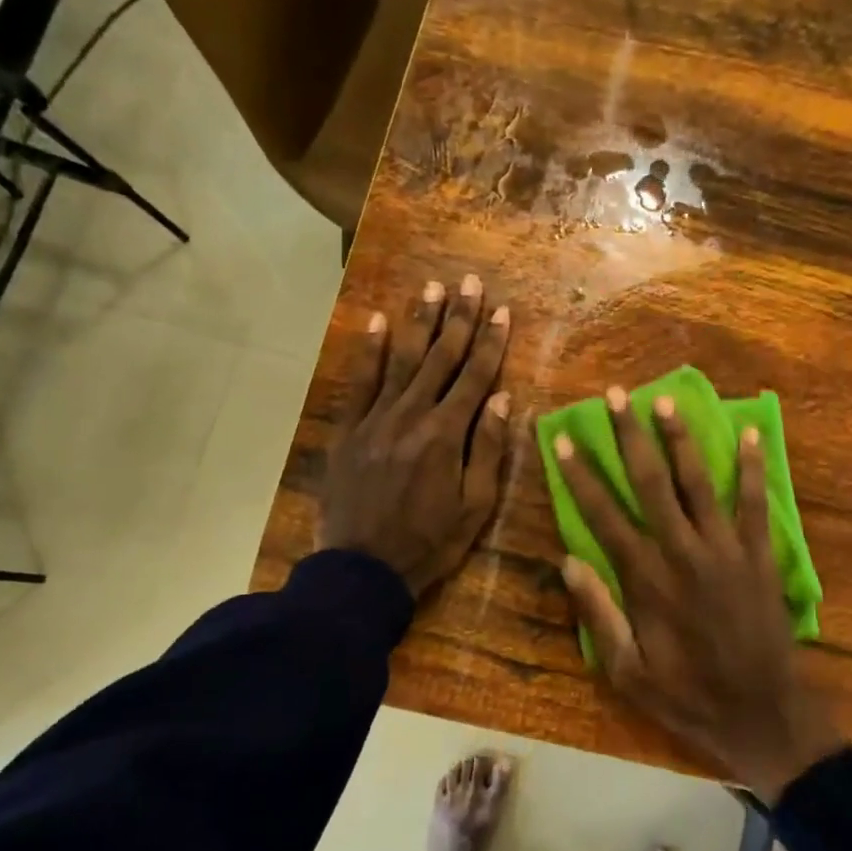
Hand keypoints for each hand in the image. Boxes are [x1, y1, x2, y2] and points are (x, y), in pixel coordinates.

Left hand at [317, 275, 512, 596]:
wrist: (363, 568)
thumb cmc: (429, 542)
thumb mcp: (475, 507)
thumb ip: (487, 451)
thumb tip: (502, 399)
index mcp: (447, 436)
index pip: (475, 378)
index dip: (490, 342)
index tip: (501, 310)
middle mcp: (412, 416)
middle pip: (440, 359)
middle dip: (458, 319)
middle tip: (469, 282)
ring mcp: (376, 419)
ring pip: (402, 360)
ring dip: (419, 322)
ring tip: (432, 288)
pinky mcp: (349, 430)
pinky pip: (360, 382)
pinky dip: (370, 350)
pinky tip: (379, 321)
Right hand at [553, 387, 842, 799]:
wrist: (762, 714)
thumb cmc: (687, 697)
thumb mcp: (627, 671)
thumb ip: (598, 614)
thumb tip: (568, 560)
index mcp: (646, 580)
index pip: (603, 515)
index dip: (580, 475)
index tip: (562, 439)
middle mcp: (684, 552)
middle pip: (651, 483)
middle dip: (630, 436)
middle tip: (615, 395)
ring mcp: (726, 550)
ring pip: (699, 482)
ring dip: (681, 440)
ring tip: (665, 401)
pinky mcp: (759, 555)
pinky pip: (755, 503)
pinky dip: (753, 468)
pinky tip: (750, 433)